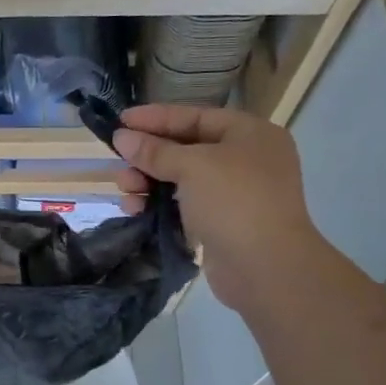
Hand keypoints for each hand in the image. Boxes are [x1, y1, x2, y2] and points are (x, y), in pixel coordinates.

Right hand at [111, 103, 317, 316]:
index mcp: (249, 134)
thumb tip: (122, 137)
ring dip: (149, 183)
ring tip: (126, 191)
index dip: (155, 118)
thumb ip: (155, 151)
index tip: (120, 121)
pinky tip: (136, 211)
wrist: (266, 267)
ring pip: (181, 180)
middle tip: (120, 163)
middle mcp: (245, 160)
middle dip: (149, 156)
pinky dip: (160, 205)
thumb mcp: (192, 166)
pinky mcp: (222, 224)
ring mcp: (234, 194)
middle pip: (186, 149)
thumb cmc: (234, 202)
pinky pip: (184, 206)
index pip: (194, 116)